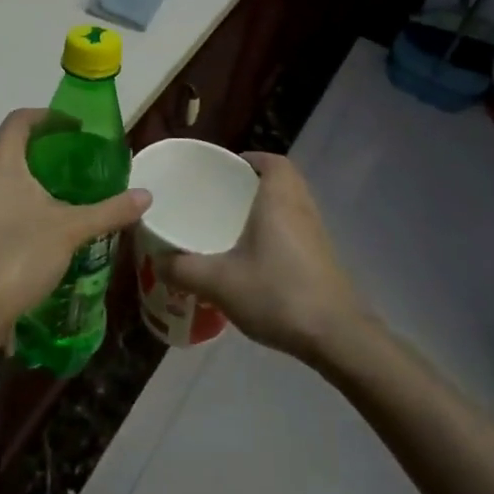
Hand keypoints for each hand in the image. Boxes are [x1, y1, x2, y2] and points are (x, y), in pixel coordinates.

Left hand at [0, 108, 149, 331]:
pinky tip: (36, 221)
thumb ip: (110, 210)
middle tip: (73, 160)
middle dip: (41, 148)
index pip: (20, 120)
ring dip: (26, 174)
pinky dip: (12, 196)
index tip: (75, 128)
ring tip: (58, 190)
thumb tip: (146, 196)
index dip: (49, 117)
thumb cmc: (21, 255)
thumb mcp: (72, 229)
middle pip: (8, 145)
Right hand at [164, 152, 366, 363]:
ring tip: (233, 225)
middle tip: (223, 196)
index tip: (226, 169)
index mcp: (279, 200)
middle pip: (283, 181)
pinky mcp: (323, 259)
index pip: (273, 161)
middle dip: (254, 183)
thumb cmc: (277, 294)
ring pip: (291, 207)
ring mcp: (317, 235)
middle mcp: (302, 208)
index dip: (252, 158)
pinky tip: (254, 258)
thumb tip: (157, 261)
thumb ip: (183, 269)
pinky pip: (297, 231)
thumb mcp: (219, 282)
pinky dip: (277, 233)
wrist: (336, 336)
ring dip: (267, 209)